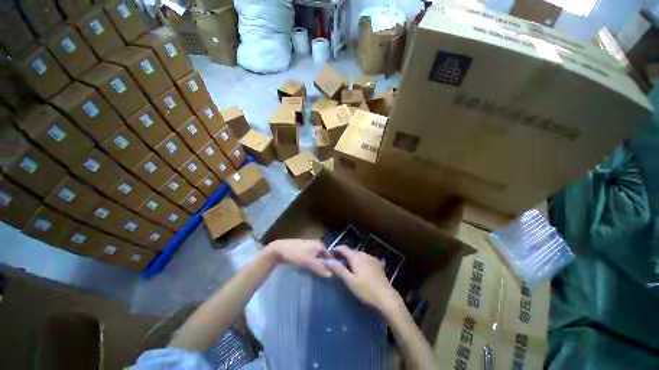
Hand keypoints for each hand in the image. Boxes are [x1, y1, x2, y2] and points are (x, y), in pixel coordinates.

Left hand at [265, 239, 331, 277]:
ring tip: (319, 277)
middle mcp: (317, 245)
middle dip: (324, 266)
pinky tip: (311, 272)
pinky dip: (312, 265)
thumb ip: (320, 268)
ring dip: (318, 266)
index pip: (330, 256)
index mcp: (320, 245)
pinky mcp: (304, 251)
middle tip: (325, 278)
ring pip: (317, 259)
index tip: (332, 276)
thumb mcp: (308, 262)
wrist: (279, 250)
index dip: (331, 266)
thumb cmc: (295, 254)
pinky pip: (312, 259)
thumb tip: (331, 275)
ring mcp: (310, 247)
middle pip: (324, 257)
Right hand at [326, 245, 403, 315]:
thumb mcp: (350, 281)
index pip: (343, 248)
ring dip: (351, 258)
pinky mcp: (377, 264)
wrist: (387, 297)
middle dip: (343, 255)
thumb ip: (339, 269)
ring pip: (358, 255)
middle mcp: (364, 254)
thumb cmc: (366, 290)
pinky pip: (365, 259)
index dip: (336, 249)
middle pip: (351, 251)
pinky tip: (361, 268)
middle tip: (337, 263)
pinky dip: (360, 261)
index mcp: (356, 257)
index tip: (330, 255)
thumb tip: (328, 260)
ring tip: (348, 267)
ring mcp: (372, 258)